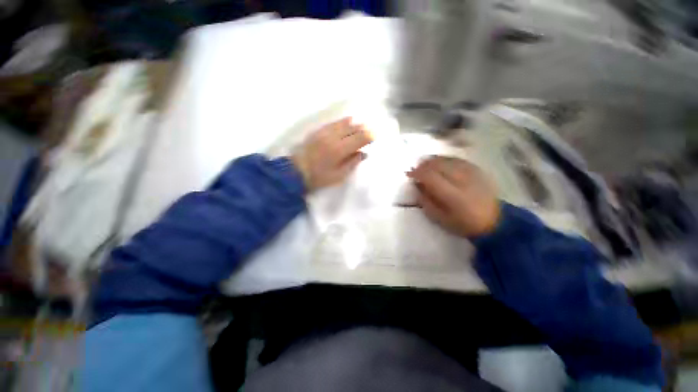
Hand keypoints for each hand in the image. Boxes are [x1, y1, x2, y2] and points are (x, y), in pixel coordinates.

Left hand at [292, 117, 372, 191]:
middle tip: (369, 131)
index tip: (375, 137)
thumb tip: (363, 153)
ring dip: (354, 124)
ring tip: (360, 127)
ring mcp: (324, 132)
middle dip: (363, 128)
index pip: (360, 138)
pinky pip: (334, 122)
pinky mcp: (318, 131)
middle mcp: (333, 137)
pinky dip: (343, 123)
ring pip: (344, 122)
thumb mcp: (339, 176)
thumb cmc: (319, 178)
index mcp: (339, 150)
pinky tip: (347, 123)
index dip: (369, 136)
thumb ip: (353, 163)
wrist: (295, 172)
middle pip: (353, 127)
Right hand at [407, 156, 500, 236]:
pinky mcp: (477, 170)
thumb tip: (417, 186)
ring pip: (447, 160)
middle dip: (423, 165)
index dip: (417, 173)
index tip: (409, 175)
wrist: (494, 221)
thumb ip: (425, 202)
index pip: (430, 177)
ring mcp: (472, 173)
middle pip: (438, 165)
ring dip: (433, 160)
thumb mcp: (439, 218)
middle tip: (416, 169)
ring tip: (424, 164)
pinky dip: (445, 159)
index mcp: (453, 196)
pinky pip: (457, 159)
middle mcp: (462, 180)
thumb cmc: (463, 223)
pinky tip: (439, 163)